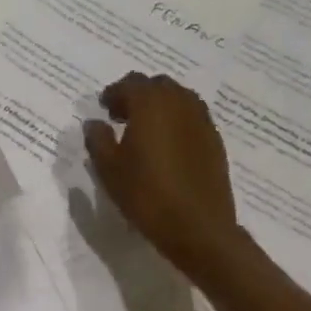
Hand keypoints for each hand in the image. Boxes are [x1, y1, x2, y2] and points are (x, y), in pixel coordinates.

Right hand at [83, 73, 239, 280]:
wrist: (198, 227)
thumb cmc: (146, 194)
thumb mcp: (108, 168)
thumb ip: (98, 139)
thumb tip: (95, 123)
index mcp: (150, 103)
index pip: (130, 83)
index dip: (113, 93)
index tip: (104, 109)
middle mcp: (179, 103)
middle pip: (157, 85)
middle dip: (138, 95)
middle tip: (122, 117)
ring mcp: (202, 121)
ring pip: (179, 98)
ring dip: (160, 106)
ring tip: (145, 130)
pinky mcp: (215, 141)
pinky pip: (192, 118)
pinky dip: (177, 121)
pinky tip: (167, 146)